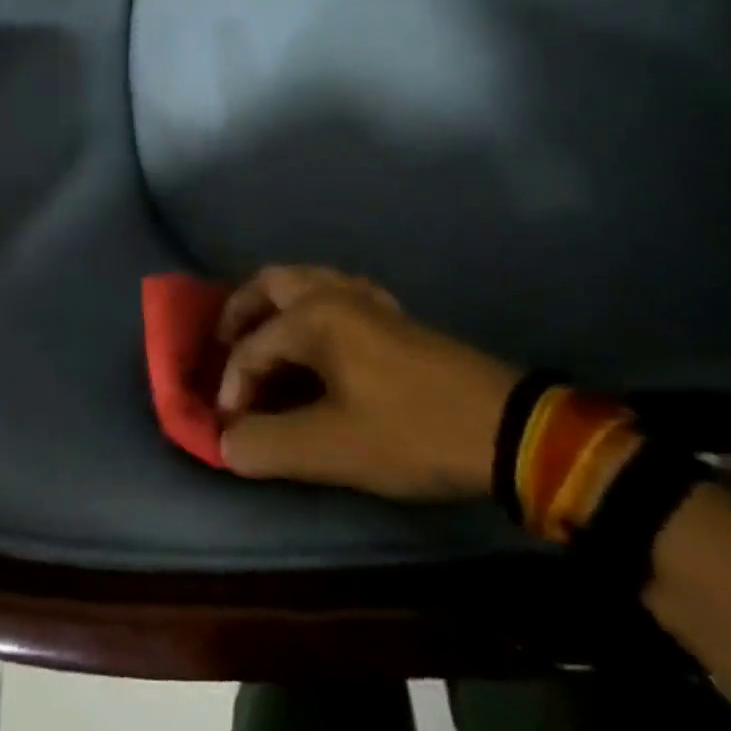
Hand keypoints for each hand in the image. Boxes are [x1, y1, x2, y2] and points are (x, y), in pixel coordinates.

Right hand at [215, 266, 518, 499]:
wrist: (505, 428)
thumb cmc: (410, 430)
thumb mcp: (333, 448)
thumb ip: (269, 444)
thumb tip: (226, 444)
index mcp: (313, 315)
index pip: (251, 346)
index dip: (233, 387)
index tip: (231, 429)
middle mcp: (334, 293)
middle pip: (270, 284)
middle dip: (240, 313)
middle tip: (225, 348)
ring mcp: (367, 300)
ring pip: (304, 282)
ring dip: (275, 307)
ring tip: (263, 343)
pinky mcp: (393, 316)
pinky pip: (336, 295)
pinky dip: (311, 309)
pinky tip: (318, 343)